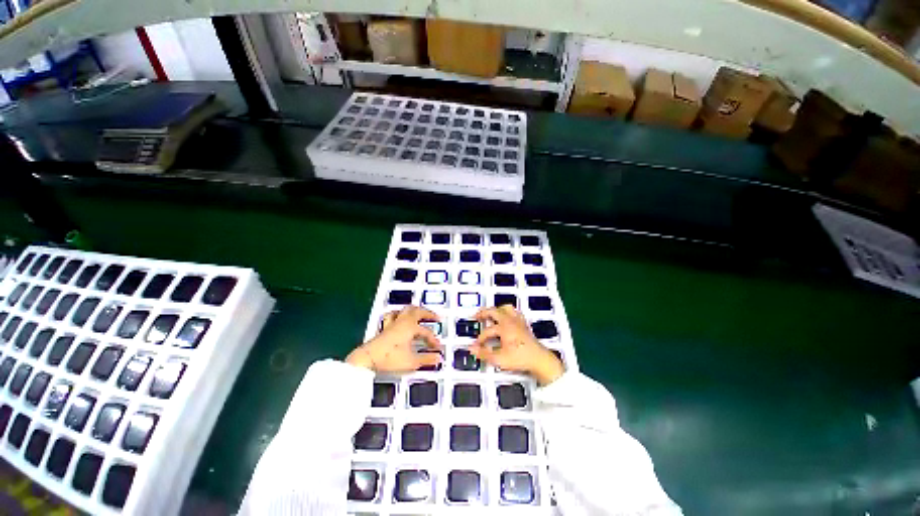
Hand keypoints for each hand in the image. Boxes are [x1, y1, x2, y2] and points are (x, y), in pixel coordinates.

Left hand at [346, 306, 442, 372]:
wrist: (368, 359)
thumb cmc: (390, 358)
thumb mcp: (411, 361)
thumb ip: (426, 359)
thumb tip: (438, 357)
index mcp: (410, 327)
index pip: (426, 332)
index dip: (433, 339)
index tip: (437, 347)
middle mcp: (402, 321)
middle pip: (417, 311)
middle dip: (428, 313)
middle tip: (436, 317)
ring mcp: (393, 323)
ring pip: (405, 310)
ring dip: (414, 310)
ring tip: (419, 312)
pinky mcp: (385, 327)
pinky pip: (393, 315)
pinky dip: (399, 314)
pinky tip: (399, 316)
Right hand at [469, 305, 563, 384]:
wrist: (539, 360)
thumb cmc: (521, 358)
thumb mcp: (499, 359)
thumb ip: (484, 353)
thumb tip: (472, 349)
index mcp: (504, 327)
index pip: (487, 330)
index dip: (480, 338)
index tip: (476, 344)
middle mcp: (511, 321)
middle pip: (494, 311)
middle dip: (484, 313)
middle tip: (477, 315)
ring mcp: (518, 321)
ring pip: (506, 308)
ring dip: (497, 309)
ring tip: (491, 313)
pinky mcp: (524, 325)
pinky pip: (515, 312)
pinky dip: (508, 312)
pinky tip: (507, 317)